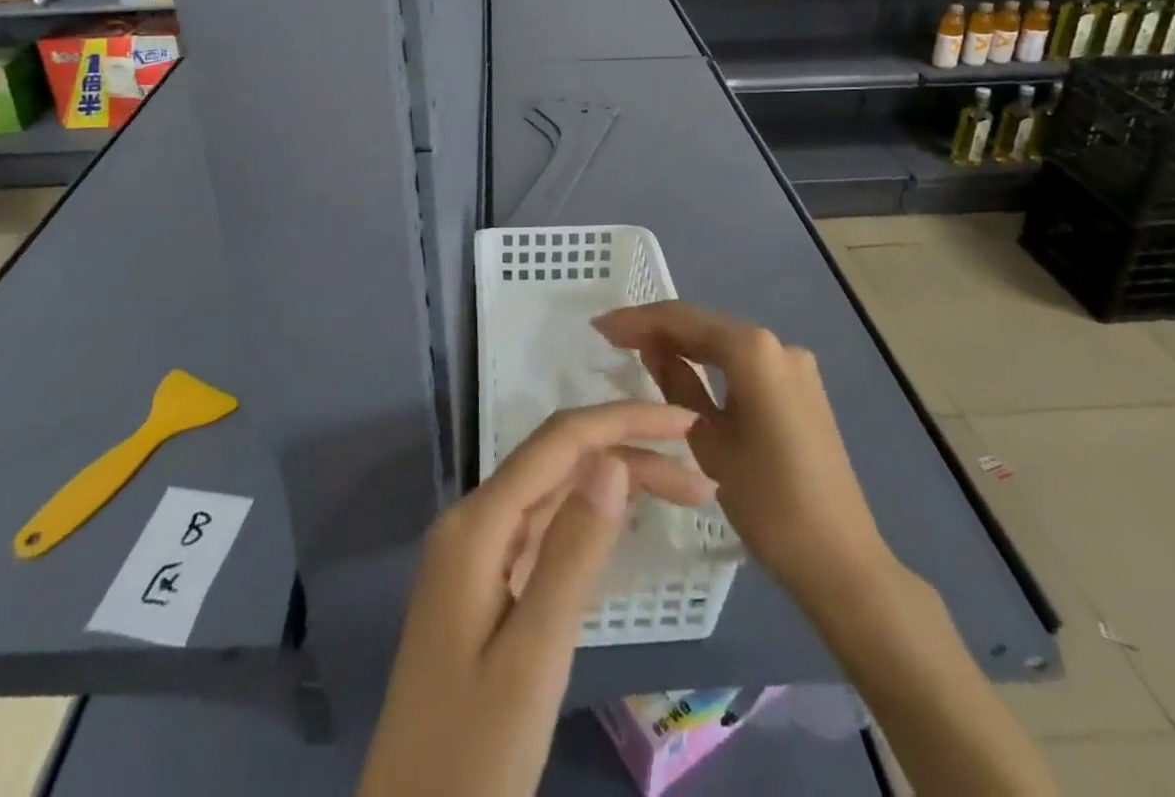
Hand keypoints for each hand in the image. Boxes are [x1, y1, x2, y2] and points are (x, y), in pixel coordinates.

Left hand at [358, 402, 715, 796]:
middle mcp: (472, 521)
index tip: (685, 423)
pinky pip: (542, 527)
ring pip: (553, 492)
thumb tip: (613, 461)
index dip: (622, 421)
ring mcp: (475, 552)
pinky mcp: (484, 582)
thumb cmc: (473, 753)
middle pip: (558, 462)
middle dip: (628, 452)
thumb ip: (573, 553)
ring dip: (614, 483)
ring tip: (683, 493)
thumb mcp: (534, 656)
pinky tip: (623, 520)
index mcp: (476, 524)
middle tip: (702, 478)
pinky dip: (588, 517)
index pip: (558, 442)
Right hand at [594, 301, 891, 592]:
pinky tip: (682, 369)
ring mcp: (794, 365)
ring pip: (724, 342)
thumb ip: (676, 383)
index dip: (637, 320)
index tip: (599, 327)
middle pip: (704, 324)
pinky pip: (744, 362)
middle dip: (657, 328)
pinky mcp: (800, 388)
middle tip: (610, 338)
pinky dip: (710, 362)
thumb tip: (652, 348)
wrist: (841, 562)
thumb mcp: (708, 441)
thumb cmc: (768, 503)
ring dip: (682, 343)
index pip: (683, 319)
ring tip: (635, 350)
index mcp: (754, 350)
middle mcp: (778, 344)